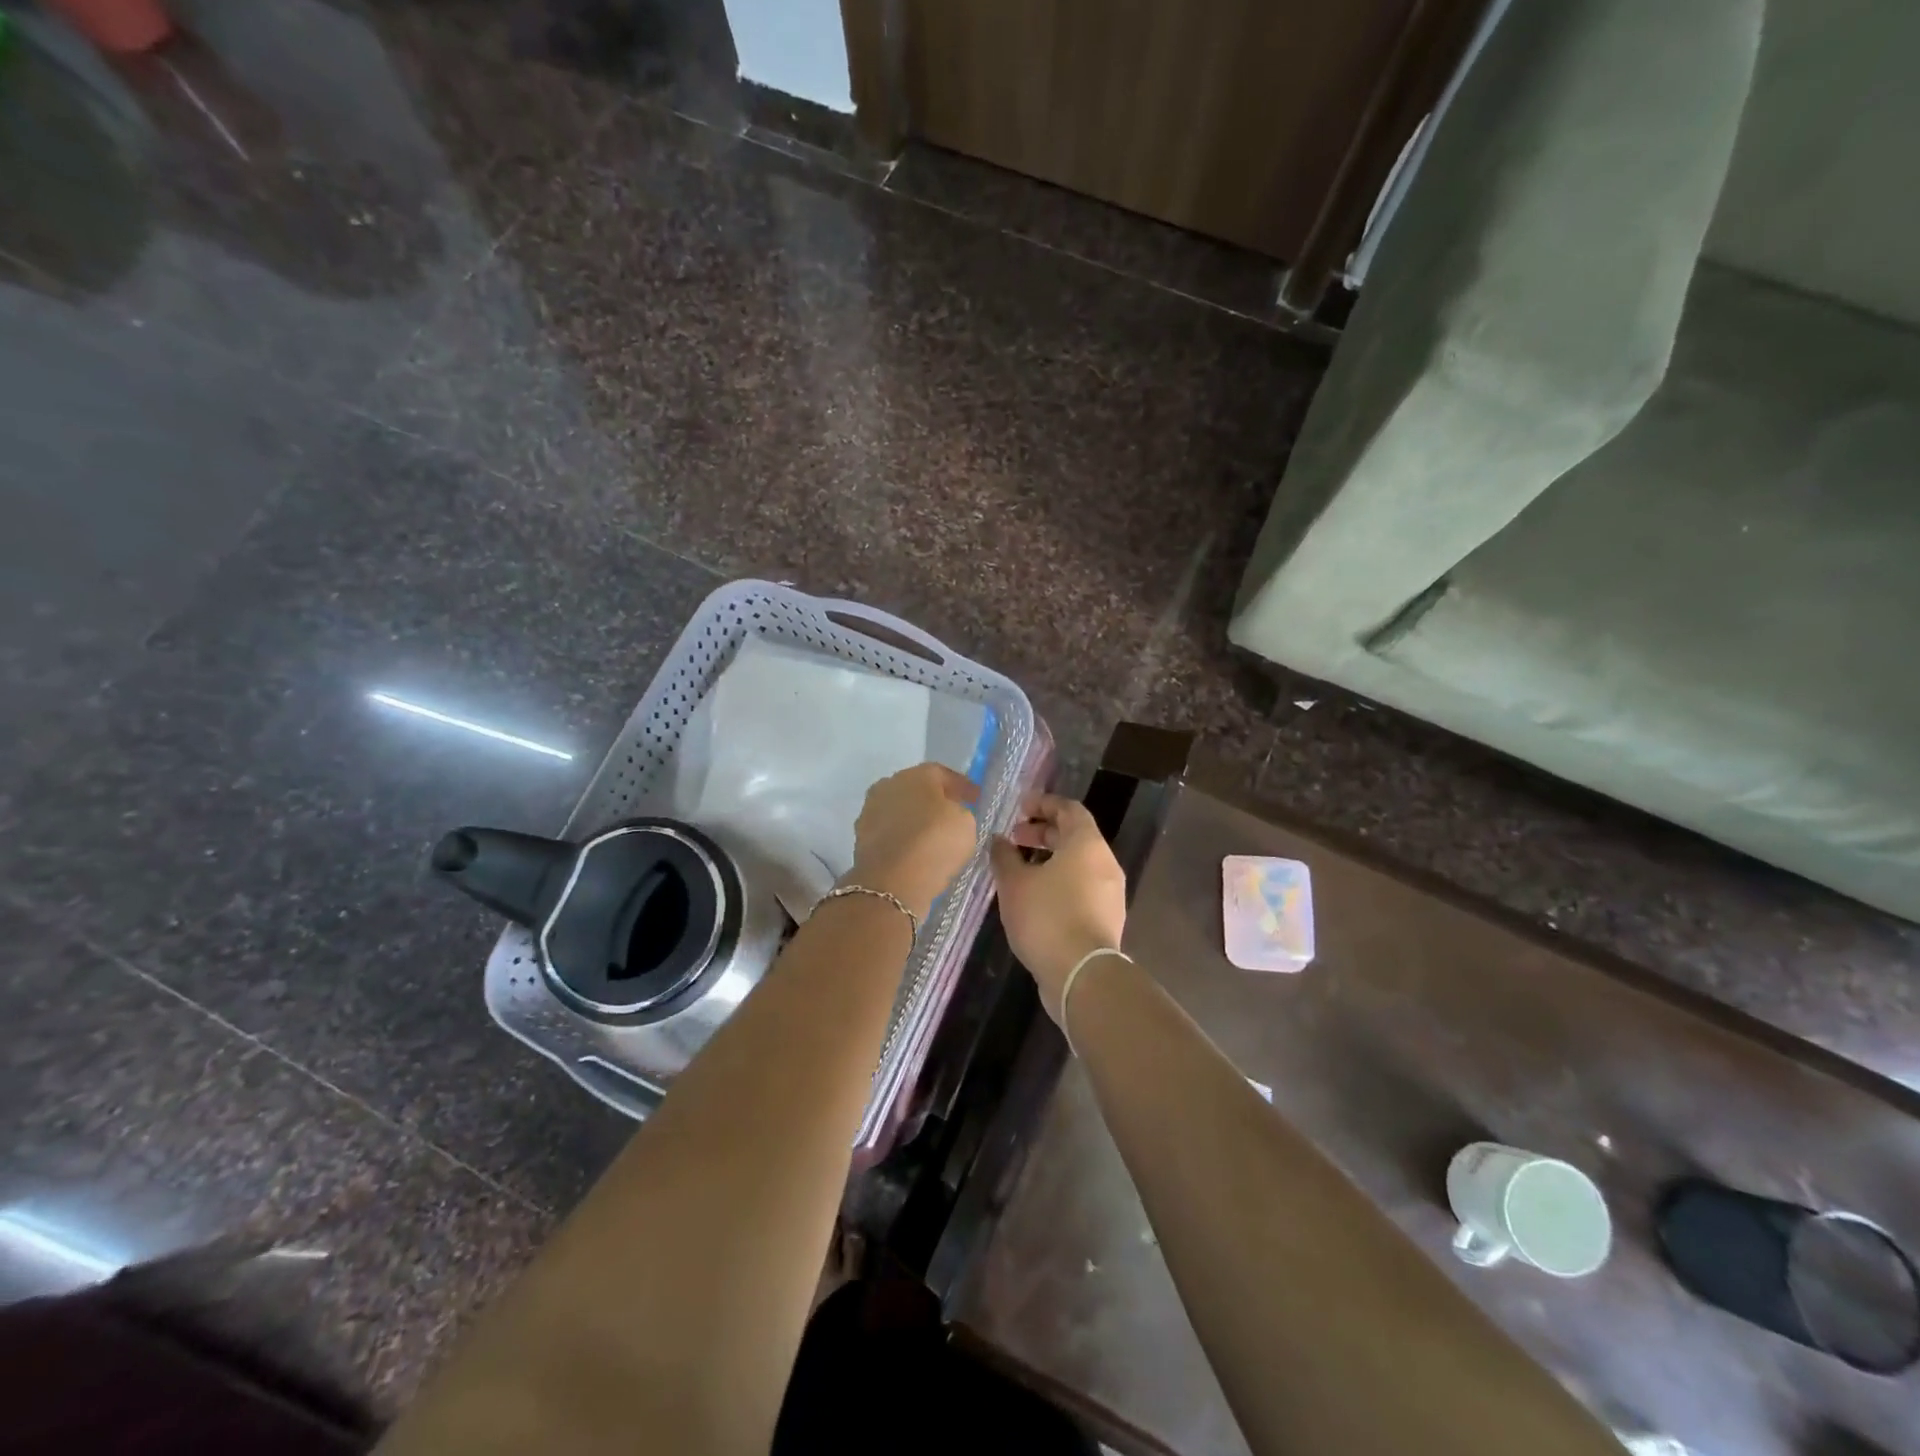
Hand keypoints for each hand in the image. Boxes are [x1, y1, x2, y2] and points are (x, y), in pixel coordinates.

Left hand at [847, 764, 980, 919]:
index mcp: (916, 774)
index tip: (975, 798)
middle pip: (917, 788)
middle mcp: (889, 784)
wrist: (891, 882)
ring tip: (933, 835)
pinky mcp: (861, 837)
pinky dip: (903, 837)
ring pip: (900, 810)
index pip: (942, 773)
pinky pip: (890, 831)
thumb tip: (950, 813)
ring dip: (916, 818)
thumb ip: (960, 811)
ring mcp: (870, 810)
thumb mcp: (966, 823)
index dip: (961, 786)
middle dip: (935, 799)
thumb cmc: (934, 843)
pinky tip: (915, 850)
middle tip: (953, 813)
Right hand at [989, 795, 1126, 1019]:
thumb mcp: (1014, 884)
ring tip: (1020, 869)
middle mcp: (1105, 863)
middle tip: (1014, 837)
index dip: (1043, 804)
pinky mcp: (1107, 919)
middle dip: (1043, 832)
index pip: (1069, 809)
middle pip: (1075, 836)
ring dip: (1050, 859)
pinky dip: (1060, 882)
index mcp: (1087, 844)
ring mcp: (1110, 893)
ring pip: (1079, 864)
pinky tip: (1035, 899)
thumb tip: (998, 840)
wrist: (1082, 975)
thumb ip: (1004, 856)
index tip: (1019, 808)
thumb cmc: (1047, 917)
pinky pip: (1082, 888)